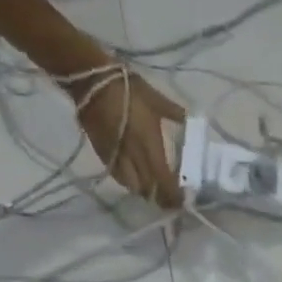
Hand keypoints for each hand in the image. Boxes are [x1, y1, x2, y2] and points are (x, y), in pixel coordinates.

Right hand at [71, 67, 185, 208]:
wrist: (91, 80)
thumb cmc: (127, 88)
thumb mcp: (155, 99)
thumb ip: (174, 114)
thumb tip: (190, 121)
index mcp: (151, 147)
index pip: (165, 182)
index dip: (174, 196)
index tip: (182, 201)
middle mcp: (135, 159)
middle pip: (150, 190)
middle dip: (160, 198)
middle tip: (169, 200)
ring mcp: (118, 159)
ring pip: (134, 187)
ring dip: (144, 192)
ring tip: (152, 190)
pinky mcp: (104, 156)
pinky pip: (119, 178)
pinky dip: (129, 183)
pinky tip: (134, 179)